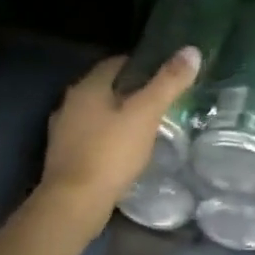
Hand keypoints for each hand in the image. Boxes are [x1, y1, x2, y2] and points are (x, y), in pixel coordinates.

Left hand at [41, 48, 201, 223]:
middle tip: (161, 101)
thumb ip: (168, 82)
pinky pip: (91, 136)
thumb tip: (191, 50)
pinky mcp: (64, 156)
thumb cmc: (111, 153)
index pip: (117, 62)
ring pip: (98, 113)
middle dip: (132, 91)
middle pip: (106, 87)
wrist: (74, 203)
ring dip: (119, 115)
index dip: (142, 65)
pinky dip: (109, 137)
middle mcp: (70, 103)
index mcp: (88, 87)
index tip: (165, 75)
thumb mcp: (146, 114)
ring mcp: (63, 130)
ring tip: (147, 126)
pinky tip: (125, 150)